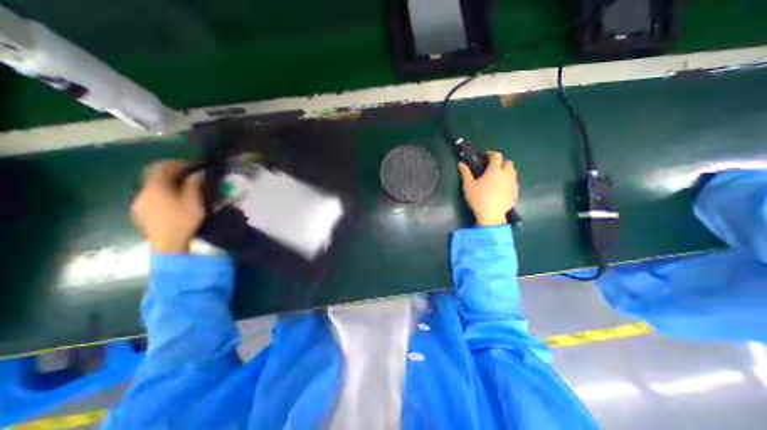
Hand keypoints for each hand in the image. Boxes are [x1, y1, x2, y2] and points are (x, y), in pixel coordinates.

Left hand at [131, 161, 205, 255]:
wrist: (168, 244)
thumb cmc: (183, 220)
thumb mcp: (193, 201)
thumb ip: (194, 185)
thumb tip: (197, 173)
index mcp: (155, 188)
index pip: (160, 167)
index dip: (175, 163)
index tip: (190, 165)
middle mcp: (143, 193)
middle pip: (154, 177)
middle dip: (171, 173)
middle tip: (188, 176)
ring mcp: (139, 204)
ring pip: (153, 188)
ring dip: (167, 185)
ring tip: (183, 190)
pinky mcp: (140, 214)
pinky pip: (151, 198)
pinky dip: (163, 194)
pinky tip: (174, 202)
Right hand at [458, 149, 517, 224]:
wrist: (491, 215)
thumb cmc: (478, 199)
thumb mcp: (468, 185)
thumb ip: (465, 173)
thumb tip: (461, 163)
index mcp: (495, 170)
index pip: (496, 156)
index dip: (491, 153)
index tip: (485, 156)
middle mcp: (506, 174)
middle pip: (508, 162)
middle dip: (501, 162)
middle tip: (492, 167)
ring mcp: (513, 183)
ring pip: (513, 172)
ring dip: (506, 171)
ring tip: (497, 177)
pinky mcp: (515, 192)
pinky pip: (513, 182)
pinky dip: (508, 181)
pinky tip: (501, 188)